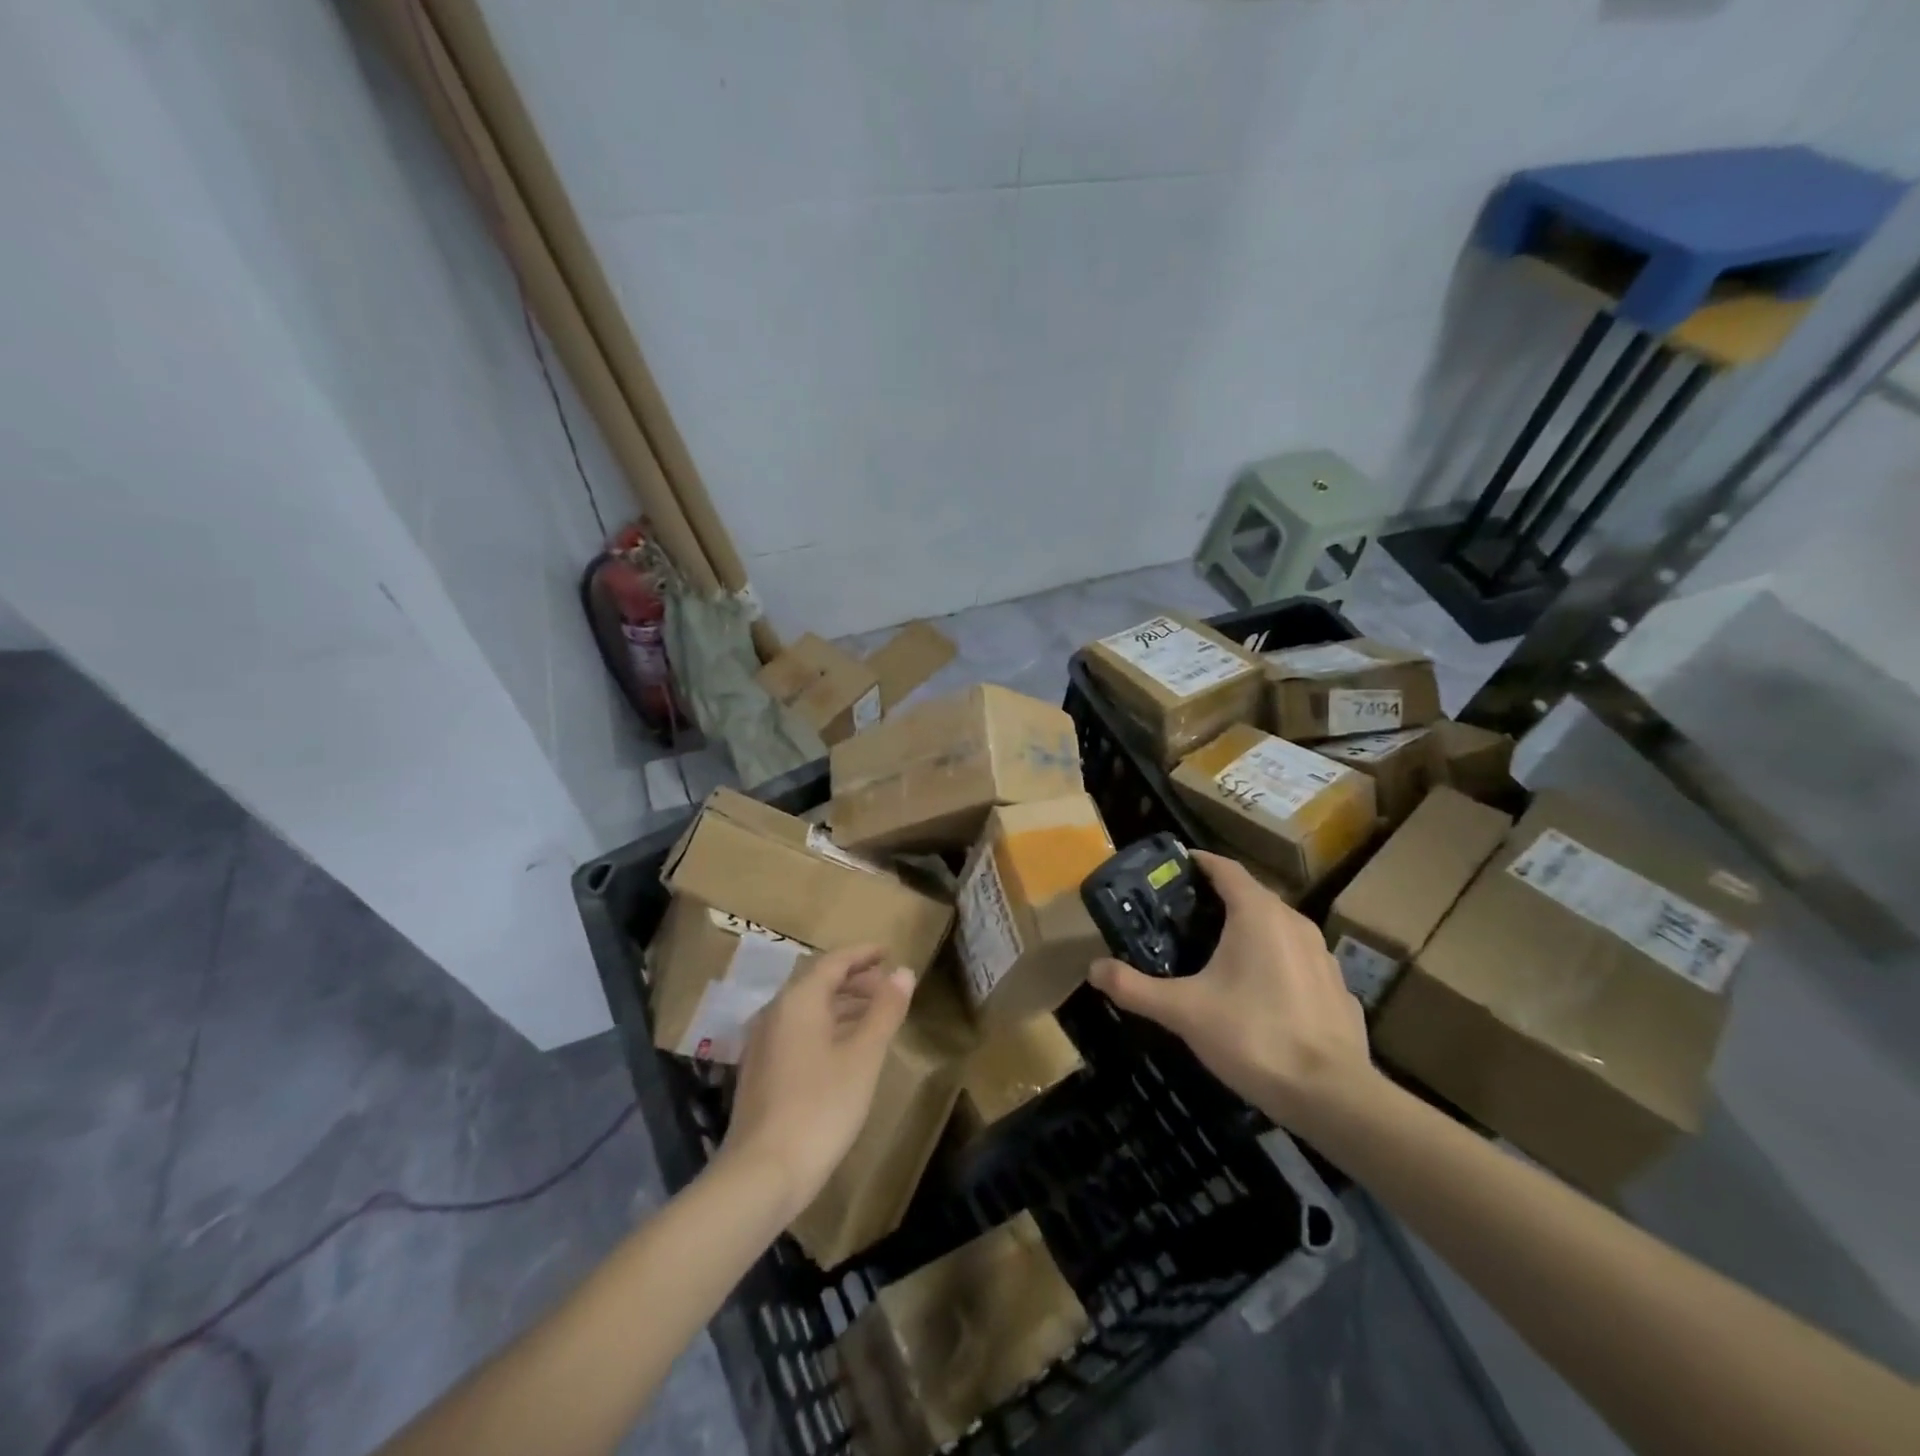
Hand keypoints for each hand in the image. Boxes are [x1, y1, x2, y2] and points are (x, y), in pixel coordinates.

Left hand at [718, 945, 915, 1220]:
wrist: (762, 1174)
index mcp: (798, 1000)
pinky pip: (798, 1031)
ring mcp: (763, 1043)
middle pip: (818, 982)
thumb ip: (884, 1010)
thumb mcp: (864, 1056)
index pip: (834, 961)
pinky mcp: (761, 1071)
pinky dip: (825, 1026)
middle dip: (854, 979)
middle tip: (887, 985)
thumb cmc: (821, 1107)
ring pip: (807, 1008)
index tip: (888, 952)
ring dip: (841, 1004)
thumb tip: (903, 972)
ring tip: (873, 1014)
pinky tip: (844, 1048)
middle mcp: (775, 1012)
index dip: (863, 954)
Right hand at [1089, 850, 1375, 1129]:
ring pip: (1278, 927)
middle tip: (1182, 915)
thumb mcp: (1183, 1012)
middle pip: (1251, 895)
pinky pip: (1298, 960)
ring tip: (1217, 951)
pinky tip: (1259, 993)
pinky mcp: (1338, 987)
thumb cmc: (1254, 1036)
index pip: (1225, 868)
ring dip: (1248, 930)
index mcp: (1258, 914)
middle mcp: (1295, 922)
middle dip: (1218, 899)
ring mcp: (1323, 955)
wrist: (1333, 1096)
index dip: (1199, 862)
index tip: (1174, 867)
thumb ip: (1135, 988)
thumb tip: (1094, 969)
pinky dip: (1274, 961)